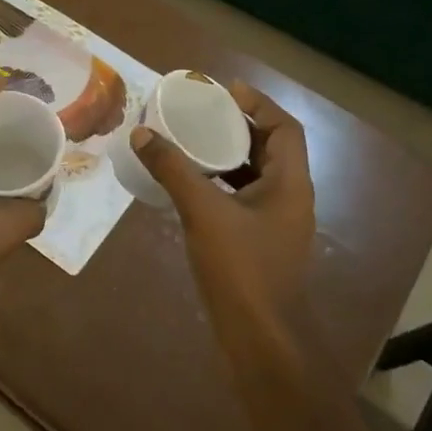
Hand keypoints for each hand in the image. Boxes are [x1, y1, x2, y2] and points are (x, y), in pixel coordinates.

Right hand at [128, 81, 315, 321]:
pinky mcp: (259, 243)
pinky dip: (220, 184)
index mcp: (290, 184)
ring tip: (191, 141)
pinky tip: (190, 185)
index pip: (285, 128)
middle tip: (202, 113)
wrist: (260, 339)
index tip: (226, 91)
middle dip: (238, 126)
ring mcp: (275, 223)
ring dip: (228, 155)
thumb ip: (173, 170)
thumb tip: (141, 133)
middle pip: (270, 148)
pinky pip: (242, 198)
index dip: (259, 104)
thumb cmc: (241, 269)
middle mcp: (289, 198)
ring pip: (255, 175)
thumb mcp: (203, 212)